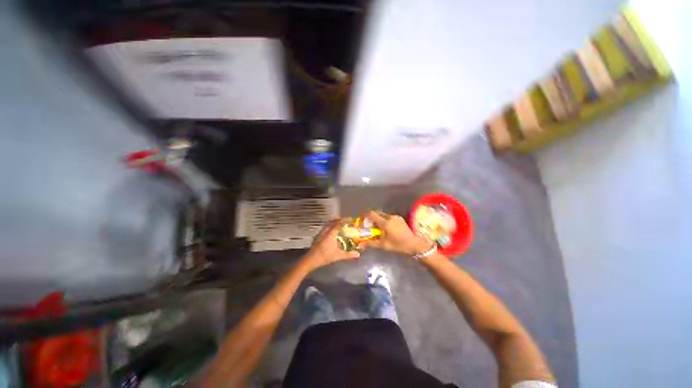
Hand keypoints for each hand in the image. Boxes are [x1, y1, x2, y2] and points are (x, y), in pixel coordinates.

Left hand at [303, 219, 359, 270]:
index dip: (344, 221)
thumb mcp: (339, 256)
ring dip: (332, 222)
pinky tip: (330, 231)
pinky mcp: (317, 236)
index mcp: (331, 234)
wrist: (311, 259)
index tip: (349, 219)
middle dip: (338, 220)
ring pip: (327, 225)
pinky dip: (328, 227)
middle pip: (332, 222)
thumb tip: (358, 254)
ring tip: (337, 224)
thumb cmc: (326, 256)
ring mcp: (320, 233)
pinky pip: (324, 228)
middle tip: (344, 220)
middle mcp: (326, 231)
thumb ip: (349, 255)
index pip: (338, 224)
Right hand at [365, 211, 432, 255]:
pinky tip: (386, 228)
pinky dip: (385, 220)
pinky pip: (389, 217)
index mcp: (385, 223)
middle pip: (378, 214)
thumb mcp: (384, 246)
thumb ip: (371, 244)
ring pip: (384, 215)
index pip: (372, 214)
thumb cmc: (398, 246)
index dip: (366, 215)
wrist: (415, 245)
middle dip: (372, 218)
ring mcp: (396, 217)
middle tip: (369, 224)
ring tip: (378, 228)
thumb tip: (361, 245)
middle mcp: (390, 217)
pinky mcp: (400, 218)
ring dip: (379, 219)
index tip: (362, 218)